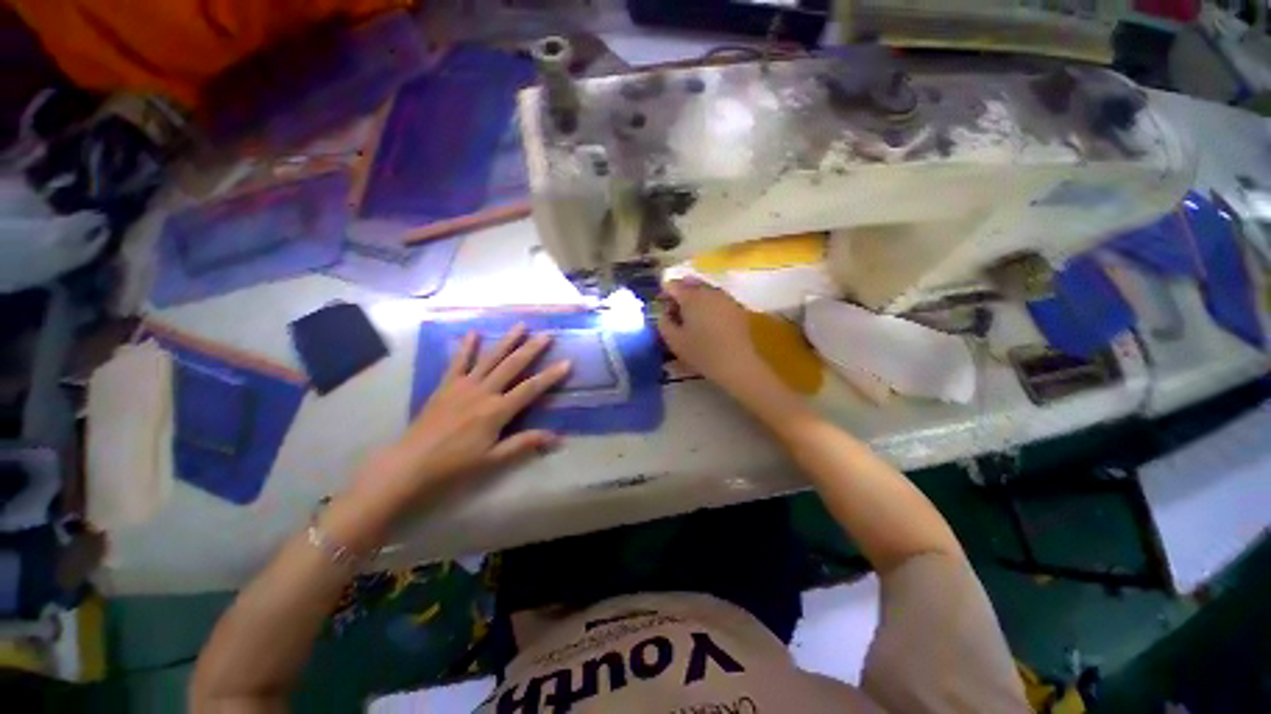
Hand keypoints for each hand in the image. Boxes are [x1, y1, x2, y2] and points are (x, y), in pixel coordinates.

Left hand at [352, 324, 570, 512]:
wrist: (410, 464)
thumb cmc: (455, 464)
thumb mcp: (493, 458)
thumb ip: (524, 443)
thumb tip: (557, 438)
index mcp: (497, 410)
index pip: (531, 388)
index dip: (551, 375)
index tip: (567, 362)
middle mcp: (483, 392)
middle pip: (512, 366)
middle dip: (532, 349)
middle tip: (547, 334)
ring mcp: (463, 385)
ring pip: (490, 358)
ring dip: (507, 341)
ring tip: (520, 325)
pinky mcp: (446, 385)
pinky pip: (458, 362)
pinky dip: (466, 347)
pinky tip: (473, 332)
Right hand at [656, 279, 765, 390]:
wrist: (736, 363)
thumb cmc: (701, 352)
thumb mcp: (674, 340)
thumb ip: (663, 323)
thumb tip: (663, 313)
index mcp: (691, 297)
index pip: (672, 286)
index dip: (664, 294)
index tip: (661, 307)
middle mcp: (709, 291)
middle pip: (690, 283)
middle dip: (680, 293)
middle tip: (675, 310)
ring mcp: (725, 297)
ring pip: (706, 290)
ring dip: (696, 298)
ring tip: (692, 316)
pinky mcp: (737, 307)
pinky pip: (718, 299)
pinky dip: (710, 304)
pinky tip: (709, 320)